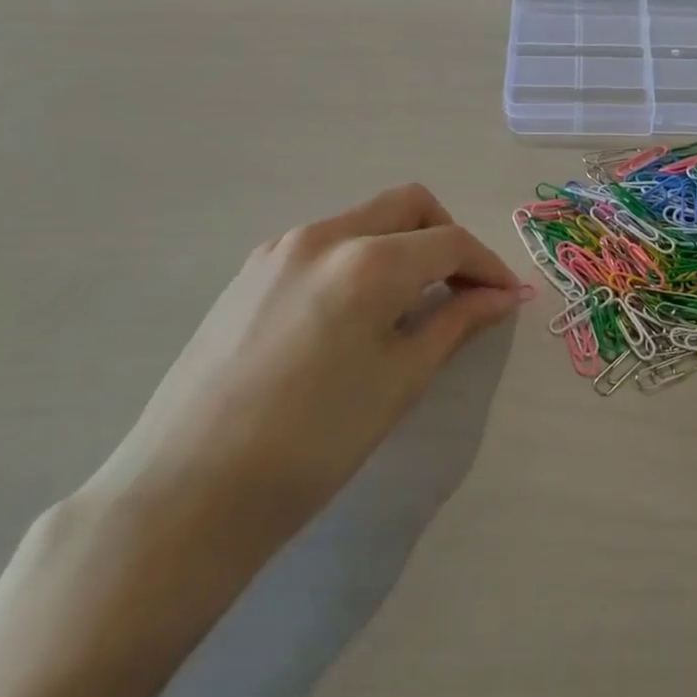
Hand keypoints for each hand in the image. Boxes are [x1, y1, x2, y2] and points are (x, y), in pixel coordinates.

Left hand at [76, 184, 529, 585]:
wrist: (188, 492)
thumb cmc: (313, 443)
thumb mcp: (400, 381)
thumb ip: (456, 323)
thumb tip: (502, 296)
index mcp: (368, 260)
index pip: (449, 241)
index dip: (488, 266)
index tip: (508, 297)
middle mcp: (323, 235)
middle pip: (408, 205)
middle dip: (447, 237)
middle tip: (464, 289)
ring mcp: (279, 249)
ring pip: (364, 220)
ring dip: (402, 246)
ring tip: (411, 306)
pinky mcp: (250, 272)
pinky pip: (325, 244)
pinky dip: (360, 258)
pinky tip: (355, 313)